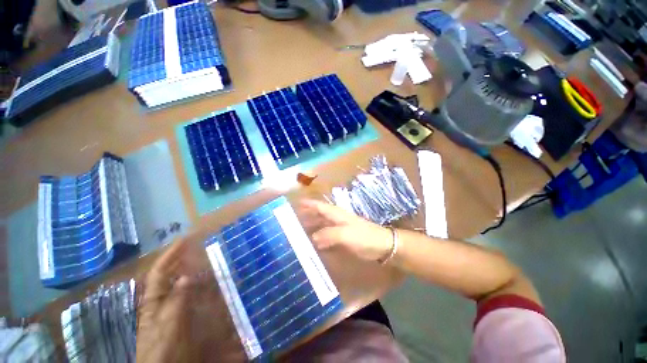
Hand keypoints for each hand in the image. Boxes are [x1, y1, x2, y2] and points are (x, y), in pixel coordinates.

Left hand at [137, 240, 193, 362]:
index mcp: (154, 300)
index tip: (185, 238)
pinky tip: (209, 281)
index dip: (171, 254)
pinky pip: (190, 293)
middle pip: (170, 274)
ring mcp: (172, 307)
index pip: (160, 271)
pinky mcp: (182, 314)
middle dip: (181, 258)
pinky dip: (199, 284)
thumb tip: (187, 276)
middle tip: (198, 244)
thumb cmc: (163, 348)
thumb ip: (178, 301)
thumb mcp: (170, 325)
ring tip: (205, 257)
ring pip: (181, 282)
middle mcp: (162, 300)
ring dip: (192, 268)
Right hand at [300, 199, 392, 261]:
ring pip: (322, 225)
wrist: (382, 246)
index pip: (319, 206)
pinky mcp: (343, 238)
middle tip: (292, 221)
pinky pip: (327, 237)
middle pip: (319, 215)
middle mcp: (336, 219)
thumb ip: (327, 234)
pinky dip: (319, 239)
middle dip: (307, 216)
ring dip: (312, 227)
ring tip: (298, 232)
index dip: (308, 204)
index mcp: (336, 214)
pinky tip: (313, 244)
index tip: (295, 203)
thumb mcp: (344, 234)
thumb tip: (312, 238)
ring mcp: (339, 229)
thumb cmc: (363, 237)